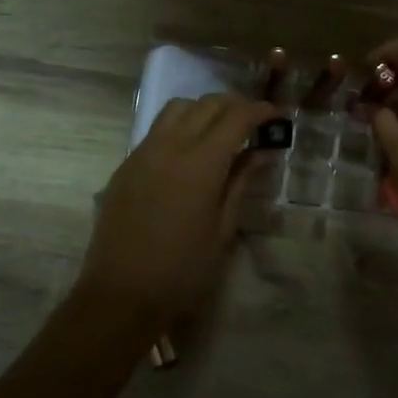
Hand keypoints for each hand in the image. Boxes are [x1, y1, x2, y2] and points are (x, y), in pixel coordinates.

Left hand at [73, 93, 275, 346]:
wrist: (121, 293)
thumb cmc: (183, 270)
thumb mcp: (223, 229)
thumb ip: (241, 182)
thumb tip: (260, 152)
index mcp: (201, 163)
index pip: (236, 118)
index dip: (260, 111)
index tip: (276, 116)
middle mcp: (170, 146)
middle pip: (207, 104)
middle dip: (235, 105)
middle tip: (254, 122)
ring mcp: (143, 152)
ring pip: (178, 108)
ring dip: (204, 109)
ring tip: (221, 130)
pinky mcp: (126, 165)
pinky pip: (157, 129)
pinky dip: (180, 125)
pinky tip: (190, 150)